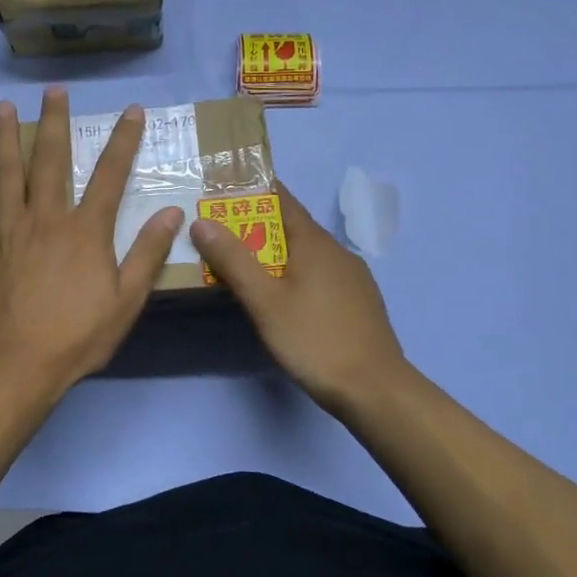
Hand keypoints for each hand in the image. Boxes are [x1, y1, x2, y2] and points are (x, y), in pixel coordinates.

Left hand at [0, 87, 183, 396]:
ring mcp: (6, 231)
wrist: (16, 364)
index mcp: (84, 231)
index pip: (109, 175)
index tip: (131, 111)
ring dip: (2, 140)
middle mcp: (45, 219)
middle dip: (53, 123)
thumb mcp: (126, 301)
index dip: (123, 141)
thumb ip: (147, 253)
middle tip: (52, 91)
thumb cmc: (77, 336)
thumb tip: (172, 212)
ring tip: (0, 109)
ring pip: (4, 175)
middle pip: (49, 161)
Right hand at [191, 182, 408, 416]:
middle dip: (256, 225)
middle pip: (291, 227)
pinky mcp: (357, 301)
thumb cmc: (315, 340)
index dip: (253, 189)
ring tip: (241, 263)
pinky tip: (281, 295)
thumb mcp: (265, 301)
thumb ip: (233, 260)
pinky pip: (319, 274)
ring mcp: (352, 277)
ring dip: (274, 252)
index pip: (282, 199)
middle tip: (218, 231)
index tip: (222, 188)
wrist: (375, 389)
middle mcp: (337, 251)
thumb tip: (202, 221)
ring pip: (306, 253)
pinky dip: (294, 273)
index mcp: (315, 242)